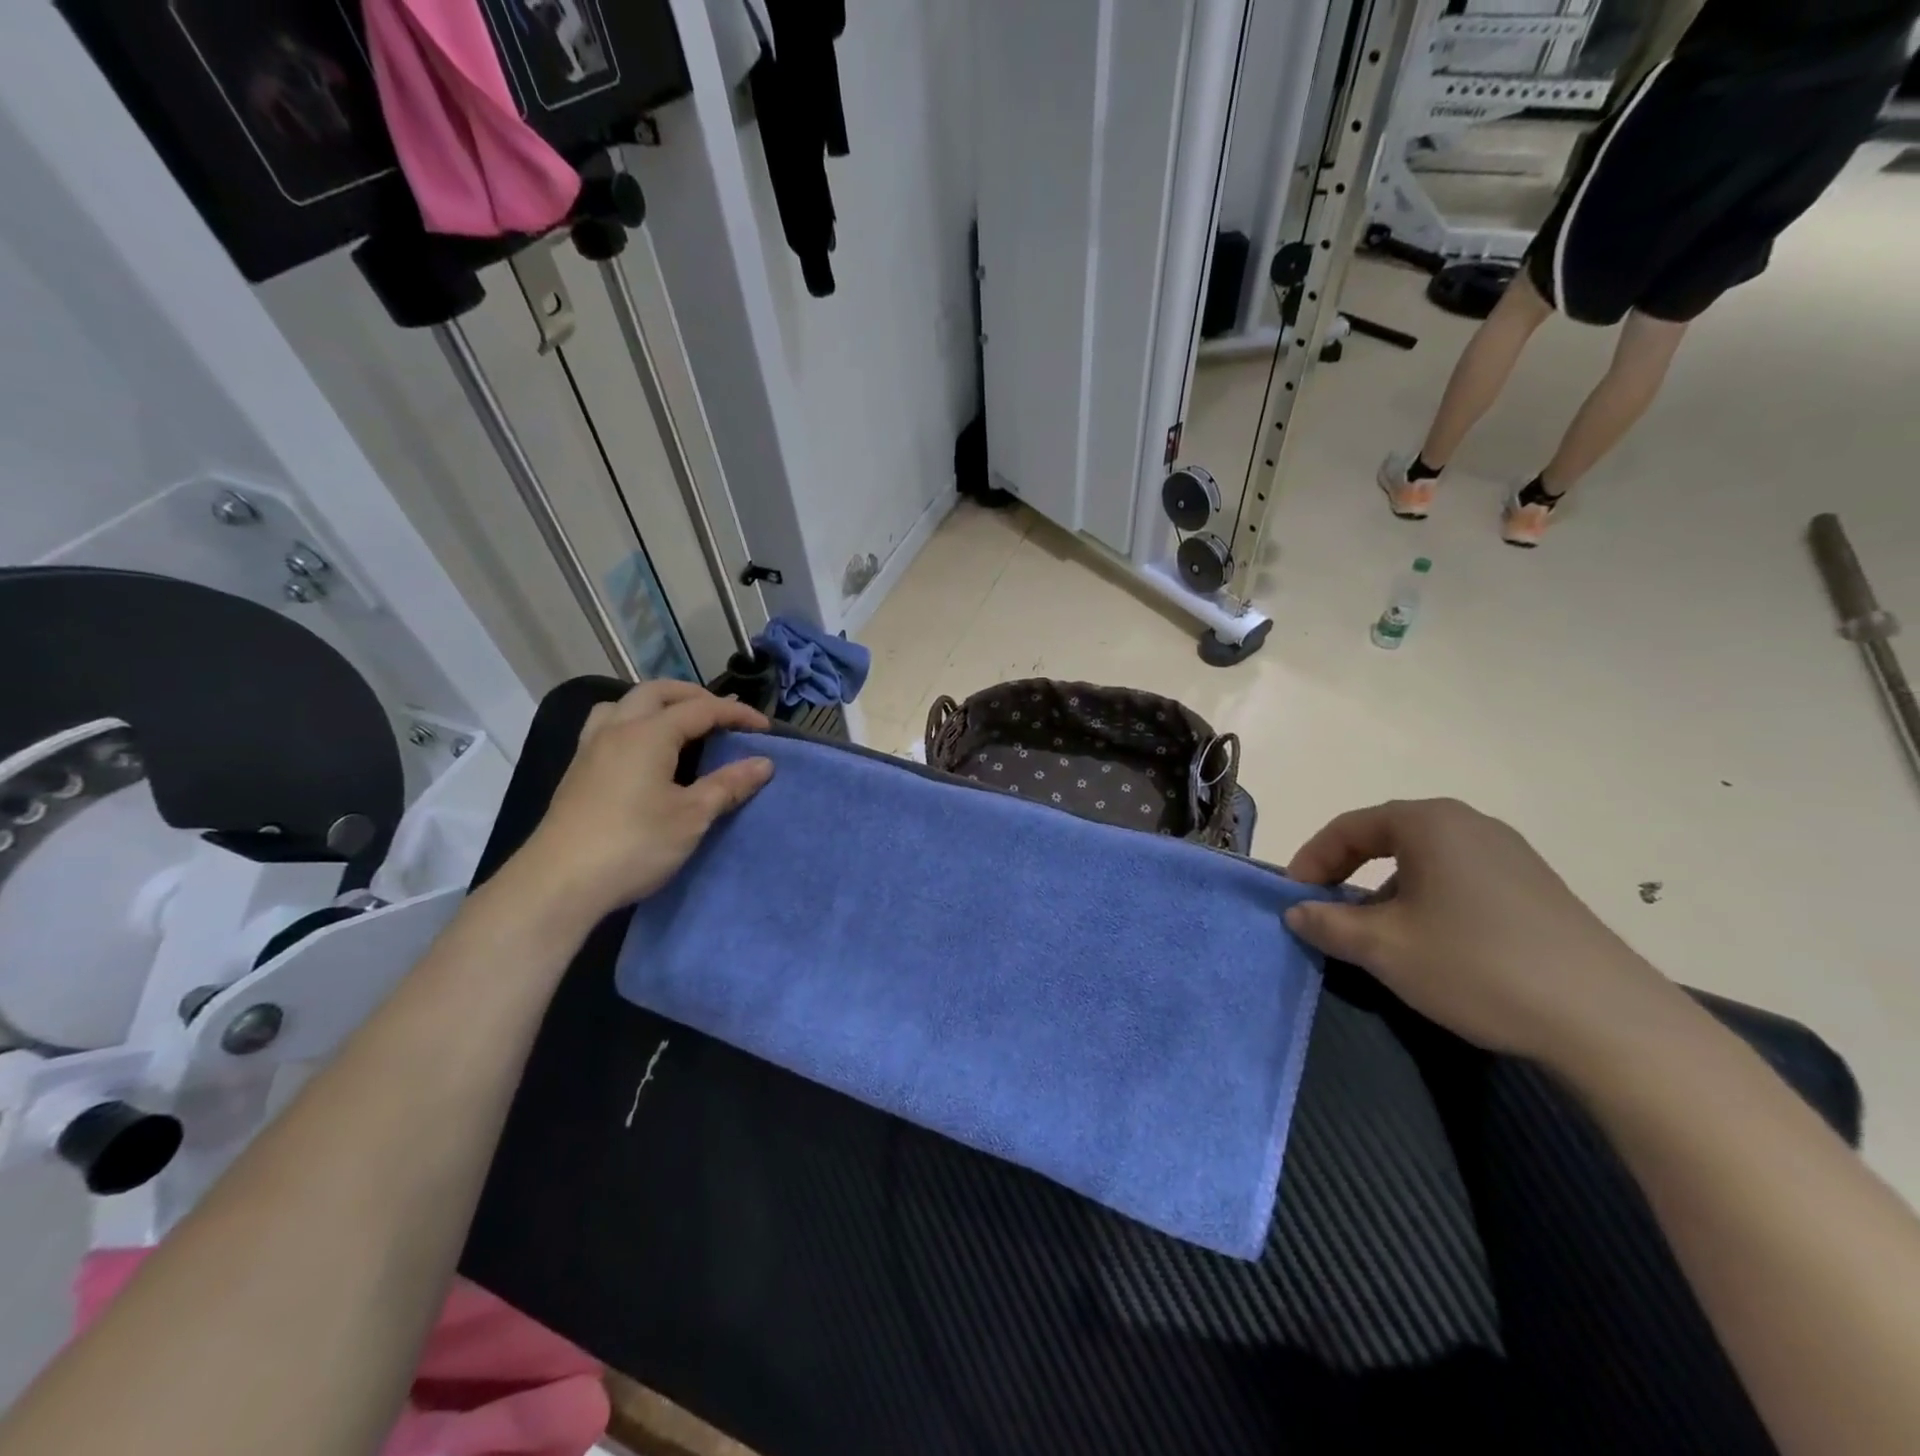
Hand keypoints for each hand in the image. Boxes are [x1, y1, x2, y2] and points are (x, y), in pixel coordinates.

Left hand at [504, 682, 773, 928]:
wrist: (558, 883)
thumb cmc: (633, 844)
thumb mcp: (692, 817)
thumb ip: (728, 785)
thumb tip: (764, 764)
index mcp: (649, 733)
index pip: (701, 709)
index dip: (736, 714)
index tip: (766, 729)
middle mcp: (617, 729)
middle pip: (659, 692)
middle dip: (695, 696)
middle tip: (723, 716)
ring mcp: (591, 748)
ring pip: (625, 704)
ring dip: (658, 704)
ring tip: (680, 725)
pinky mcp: (578, 770)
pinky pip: (608, 725)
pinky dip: (635, 722)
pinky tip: (644, 752)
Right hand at [1284, 798, 1682, 1064]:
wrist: (1609, 1022)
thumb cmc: (1477, 965)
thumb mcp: (1383, 948)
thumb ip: (1328, 924)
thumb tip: (1297, 912)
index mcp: (1430, 822)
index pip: (1349, 827)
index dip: (1312, 859)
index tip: (1294, 897)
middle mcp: (1471, 825)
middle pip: (1387, 839)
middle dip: (1348, 874)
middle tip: (1328, 912)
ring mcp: (1511, 856)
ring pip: (1425, 863)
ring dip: (1387, 892)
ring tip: (1378, 936)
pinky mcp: (1538, 890)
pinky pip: (1461, 882)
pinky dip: (1428, 903)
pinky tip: (1434, 947)